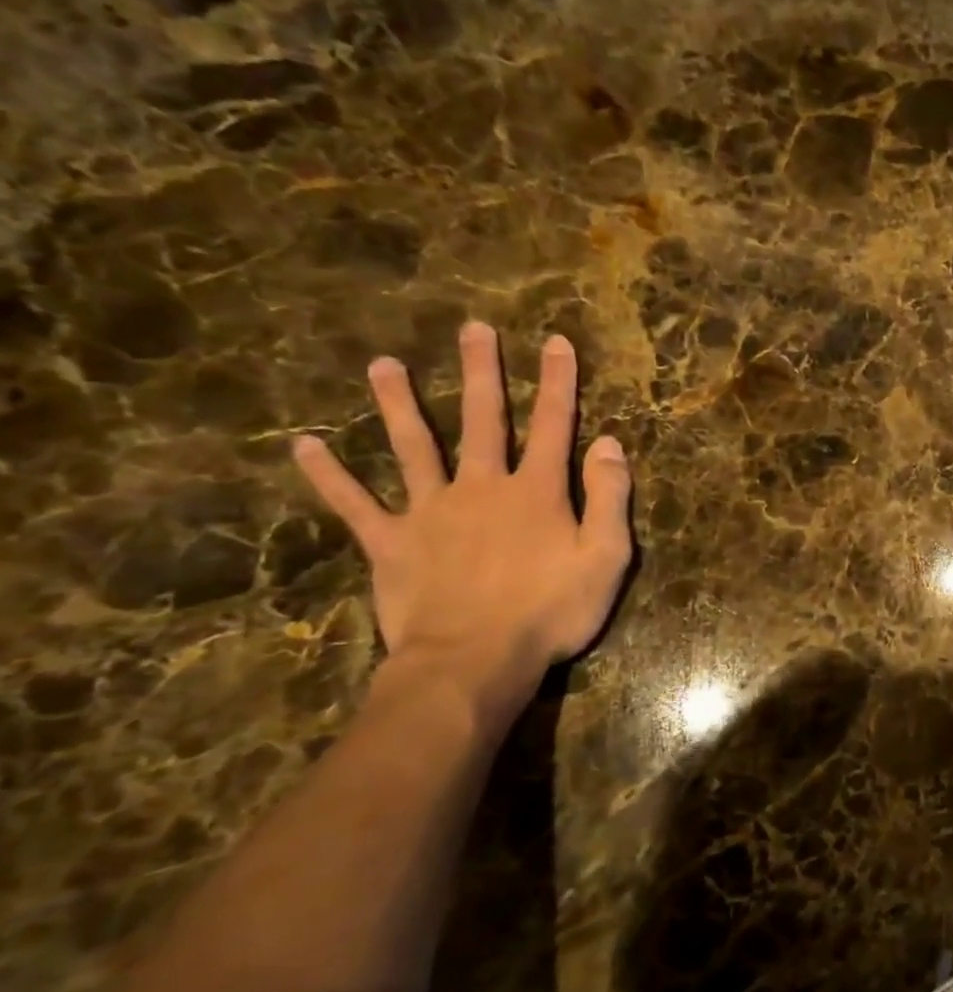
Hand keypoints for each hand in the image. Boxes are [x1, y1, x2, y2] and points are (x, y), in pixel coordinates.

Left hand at [293, 322, 633, 683]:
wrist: (474, 661)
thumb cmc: (551, 612)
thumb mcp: (607, 557)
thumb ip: (608, 497)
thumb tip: (608, 443)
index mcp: (536, 491)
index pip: (553, 424)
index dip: (558, 382)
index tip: (556, 342)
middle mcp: (482, 486)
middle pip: (482, 419)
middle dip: (481, 372)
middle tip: (474, 330)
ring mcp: (430, 511)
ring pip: (413, 446)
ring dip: (398, 404)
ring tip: (383, 365)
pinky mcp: (390, 543)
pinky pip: (353, 504)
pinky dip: (328, 476)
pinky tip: (304, 447)